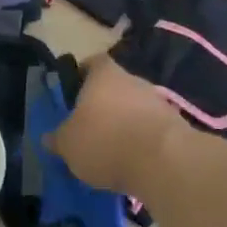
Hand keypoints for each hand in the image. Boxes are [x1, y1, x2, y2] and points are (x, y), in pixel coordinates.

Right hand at [49, 57, 185, 194]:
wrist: (164, 162)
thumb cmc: (106, 141)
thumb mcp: (68, 144)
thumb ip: (58, 139)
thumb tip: (50, 138)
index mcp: (104, 74)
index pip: (92, 63)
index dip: (82, 75)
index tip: (74, 95)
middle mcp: (133, 79)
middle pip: (115, 87)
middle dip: (104, 105)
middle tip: (90, 128)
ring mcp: (158, 101)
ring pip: (135, 108)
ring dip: (125, 124)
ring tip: (112, 152)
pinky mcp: (176, 126)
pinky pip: (152, 129)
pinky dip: (143, 142)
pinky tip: (134, 164)